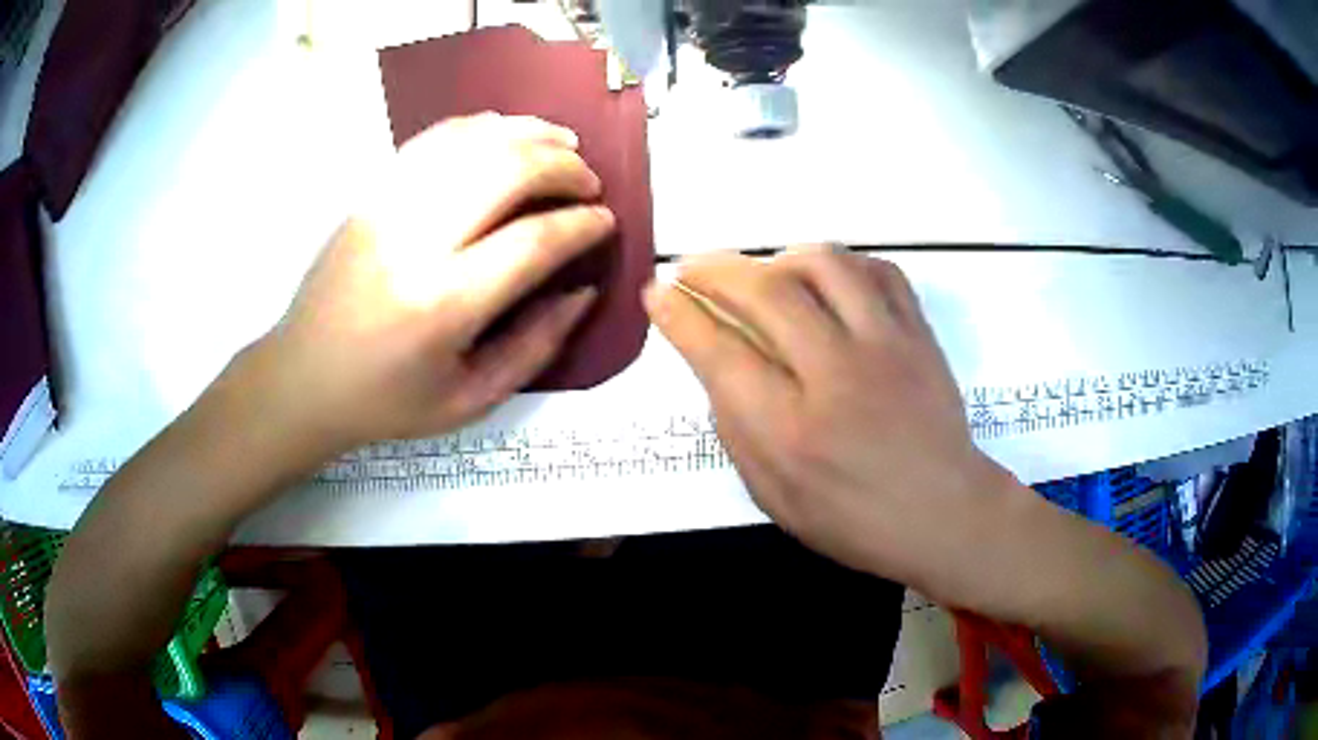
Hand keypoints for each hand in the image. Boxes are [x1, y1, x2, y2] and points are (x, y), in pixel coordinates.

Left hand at [245, 113, 614, 454]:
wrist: (303, 378)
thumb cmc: (386, 400)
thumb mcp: (470, 400)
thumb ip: (536, 345)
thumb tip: (581, 290)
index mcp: (442, 306)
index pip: (533, 242)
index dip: (582, 225)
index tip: (606, 221)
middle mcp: (415, 242)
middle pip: (507, 171)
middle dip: (565, 168)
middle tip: (588, 184)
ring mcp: (387, 207)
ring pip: (473, 141)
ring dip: (529, 134)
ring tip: (562, 145)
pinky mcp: (371, 193)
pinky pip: (434, 138)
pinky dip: (481, 126)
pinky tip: (506, 134)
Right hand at [645, 248, 1020, 596]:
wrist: (945, 514)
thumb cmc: (854, 520)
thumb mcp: (774, 497)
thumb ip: (737, 428)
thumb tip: (715, 362)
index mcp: (791, 432)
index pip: (720, 352)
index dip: (680, 314)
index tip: (657, 292)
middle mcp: (836, 376)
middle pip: (765, 292)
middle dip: (714, 269)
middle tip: (691, 268)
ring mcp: (886, 346)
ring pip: (824, 264)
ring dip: (778, 257)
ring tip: (763, 273)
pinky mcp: (919, 334)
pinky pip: (877, 269)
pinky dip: (842, 264)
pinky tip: (826, 282)